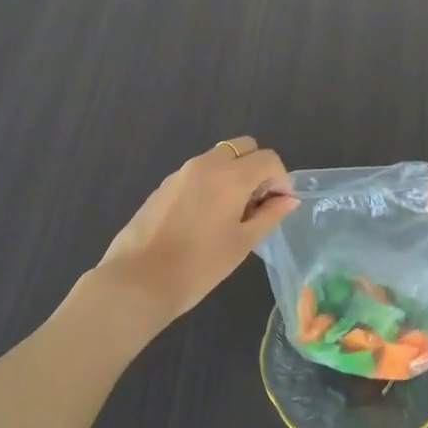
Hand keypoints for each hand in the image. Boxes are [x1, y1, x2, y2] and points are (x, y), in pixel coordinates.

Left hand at [92, 137, 296, 330]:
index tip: (279, 205)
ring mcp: (182, 172)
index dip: (281, 179)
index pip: (268, 158)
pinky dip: (212, 183)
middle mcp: (206, 164)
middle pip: (243, 147)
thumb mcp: (242, 242)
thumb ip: (269, 215)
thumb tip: (288, 199)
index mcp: (231, 176)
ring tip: (232, 214)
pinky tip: (205, 219)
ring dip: (234, 175)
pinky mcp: (164, 185)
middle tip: (257, 203)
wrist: (138, 280)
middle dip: (258, 168)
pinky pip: (198, 172)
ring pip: (219, 158)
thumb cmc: (199, 265)